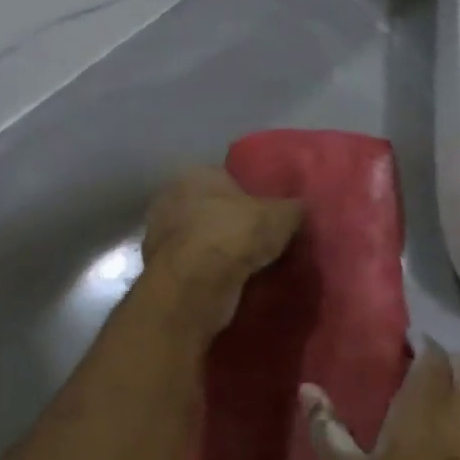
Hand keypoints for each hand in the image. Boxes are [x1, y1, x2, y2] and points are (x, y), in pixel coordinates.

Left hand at [142, 168, 303, 334]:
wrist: (196, 283)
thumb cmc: (237, 234)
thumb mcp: (282, 216)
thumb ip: (293, 208)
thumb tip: (300, 208)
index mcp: (197, 174)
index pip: (226, 178)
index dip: (248, 196)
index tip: (266, 215)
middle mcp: (171, 198)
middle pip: (209, 208)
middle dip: (229, 223)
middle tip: (258, 242)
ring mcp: (159, 235)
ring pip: (197, 239)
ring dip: (216, 251)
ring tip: (245, 268)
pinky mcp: (159, 269)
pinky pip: (190, 266)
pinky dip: (205, 274)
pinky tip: (226, 285)